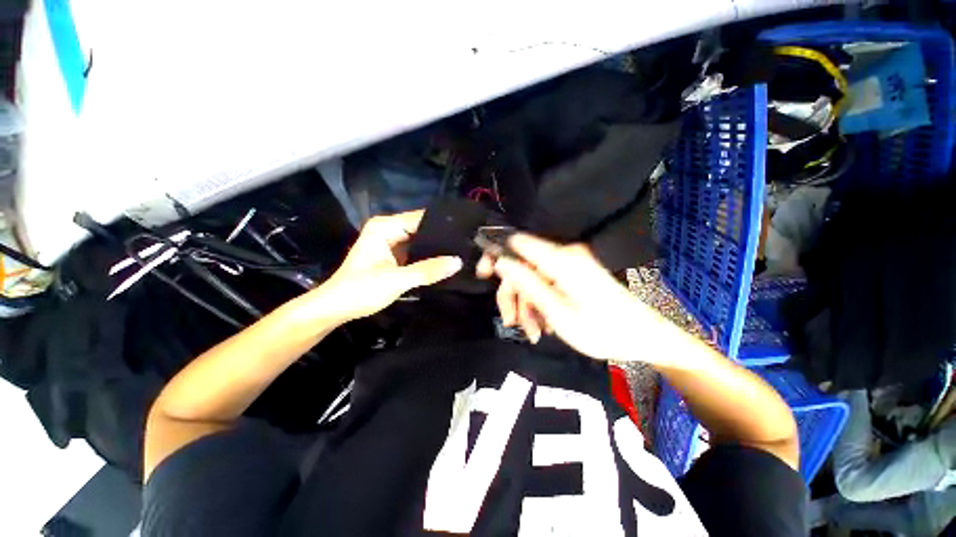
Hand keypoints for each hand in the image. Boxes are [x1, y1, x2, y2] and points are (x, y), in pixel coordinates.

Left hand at [307, 211, 461, 322]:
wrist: (335, 309)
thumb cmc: (360, 291)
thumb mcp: (396, 280)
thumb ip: (428, 270)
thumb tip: (458, 262)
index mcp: (385, 227)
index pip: (420, 218)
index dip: (442, 225)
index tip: (466, 232)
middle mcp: (389, 230)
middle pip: (422, 229)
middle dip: (442, 238)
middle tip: (468, 244)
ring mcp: (392, 243)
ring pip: (421, 241)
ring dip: (437, 249)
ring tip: (462, 251)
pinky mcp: (395, 256)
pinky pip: (417, 252)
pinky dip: (429, 257)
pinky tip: (446, 261)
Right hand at [477, 234, 656, 363]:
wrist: (644, 337)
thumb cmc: (602, 329)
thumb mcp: (558, 312)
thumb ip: (527, 284)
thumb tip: (500, 261)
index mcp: (561, 259)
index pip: (516, 242)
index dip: (496, 254)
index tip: (484, 274)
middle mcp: (564, 256)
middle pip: (523, 266)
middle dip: (513, 294)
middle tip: (511, 322)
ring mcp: (569, 265)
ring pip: (533, 279)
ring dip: (527, 306)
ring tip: (534, 333)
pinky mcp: (573, 275)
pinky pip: (546, 285)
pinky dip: (540, 305)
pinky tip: (544, 326)